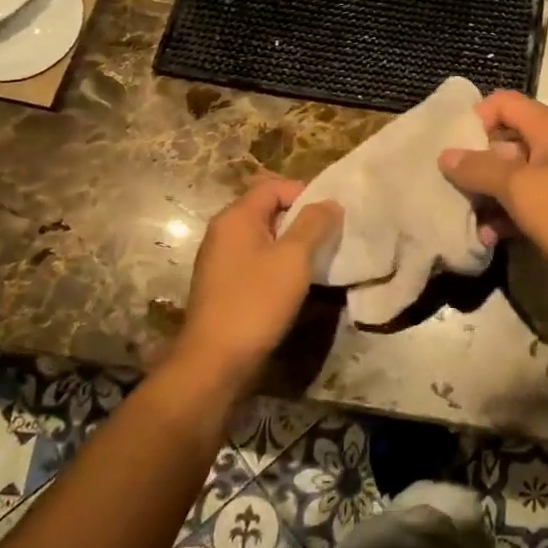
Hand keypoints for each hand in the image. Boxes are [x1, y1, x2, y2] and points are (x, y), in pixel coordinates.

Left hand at [166, 179, 341, 393]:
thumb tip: (330, 202)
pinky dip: (279, 263)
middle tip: (331, 236)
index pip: (274, 186)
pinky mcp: (225, 284)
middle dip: (302, 218)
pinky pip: (257, 260)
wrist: (215, 361)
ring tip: (319, 258)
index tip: (332, 214)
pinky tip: (297, 282)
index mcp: (236, 217)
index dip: (306, 193)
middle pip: (269, 209)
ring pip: (265, 237)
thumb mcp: (294, 258)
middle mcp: (224, 232)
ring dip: (293, 243)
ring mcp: (221, 260)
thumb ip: (314, 224)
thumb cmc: (256, 301)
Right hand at [438, 90, 547, 284]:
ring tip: (466, 219)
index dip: (474, 118)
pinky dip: (507, 214)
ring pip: (513, 175)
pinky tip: (489, 238)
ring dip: (488, 195)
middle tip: (448, 188)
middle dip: (476, 163)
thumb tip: (445, 154)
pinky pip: (527, 200)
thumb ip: (481, 169)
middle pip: (505, 140)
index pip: (503, 103)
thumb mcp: (521, 190)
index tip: (451, 149)